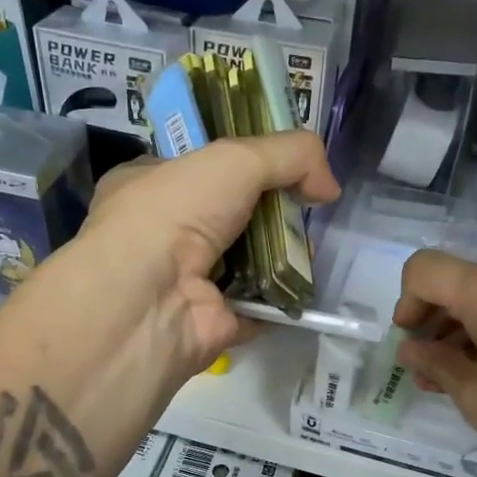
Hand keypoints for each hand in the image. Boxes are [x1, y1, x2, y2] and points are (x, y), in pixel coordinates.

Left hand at [59, 133, 339, 377]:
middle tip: (304, 209)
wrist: (148, 300)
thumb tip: (329, 187)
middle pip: (230, 215)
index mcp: (147, 185)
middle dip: (269, 211)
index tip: (283, 166)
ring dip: (280, 254)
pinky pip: (256, 304)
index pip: (198, 168)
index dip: (242, 163)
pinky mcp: (210, 321)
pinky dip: (281, 298)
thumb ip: (290, 155)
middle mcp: (161, 233)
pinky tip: (304, 284)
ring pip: (246, 260)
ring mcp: (185, 281)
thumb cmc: (174, 214)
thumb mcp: (234, 158)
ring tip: (308, 245)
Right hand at [394, 251, 476, 476]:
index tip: (410, 342)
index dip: (406, 302)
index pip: (426, 269)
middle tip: (426, 369)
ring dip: (464, 330)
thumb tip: (412, 349)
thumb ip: (434, 362)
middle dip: (435, 321)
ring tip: (454, 379)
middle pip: (460, 282)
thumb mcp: (475, 396)